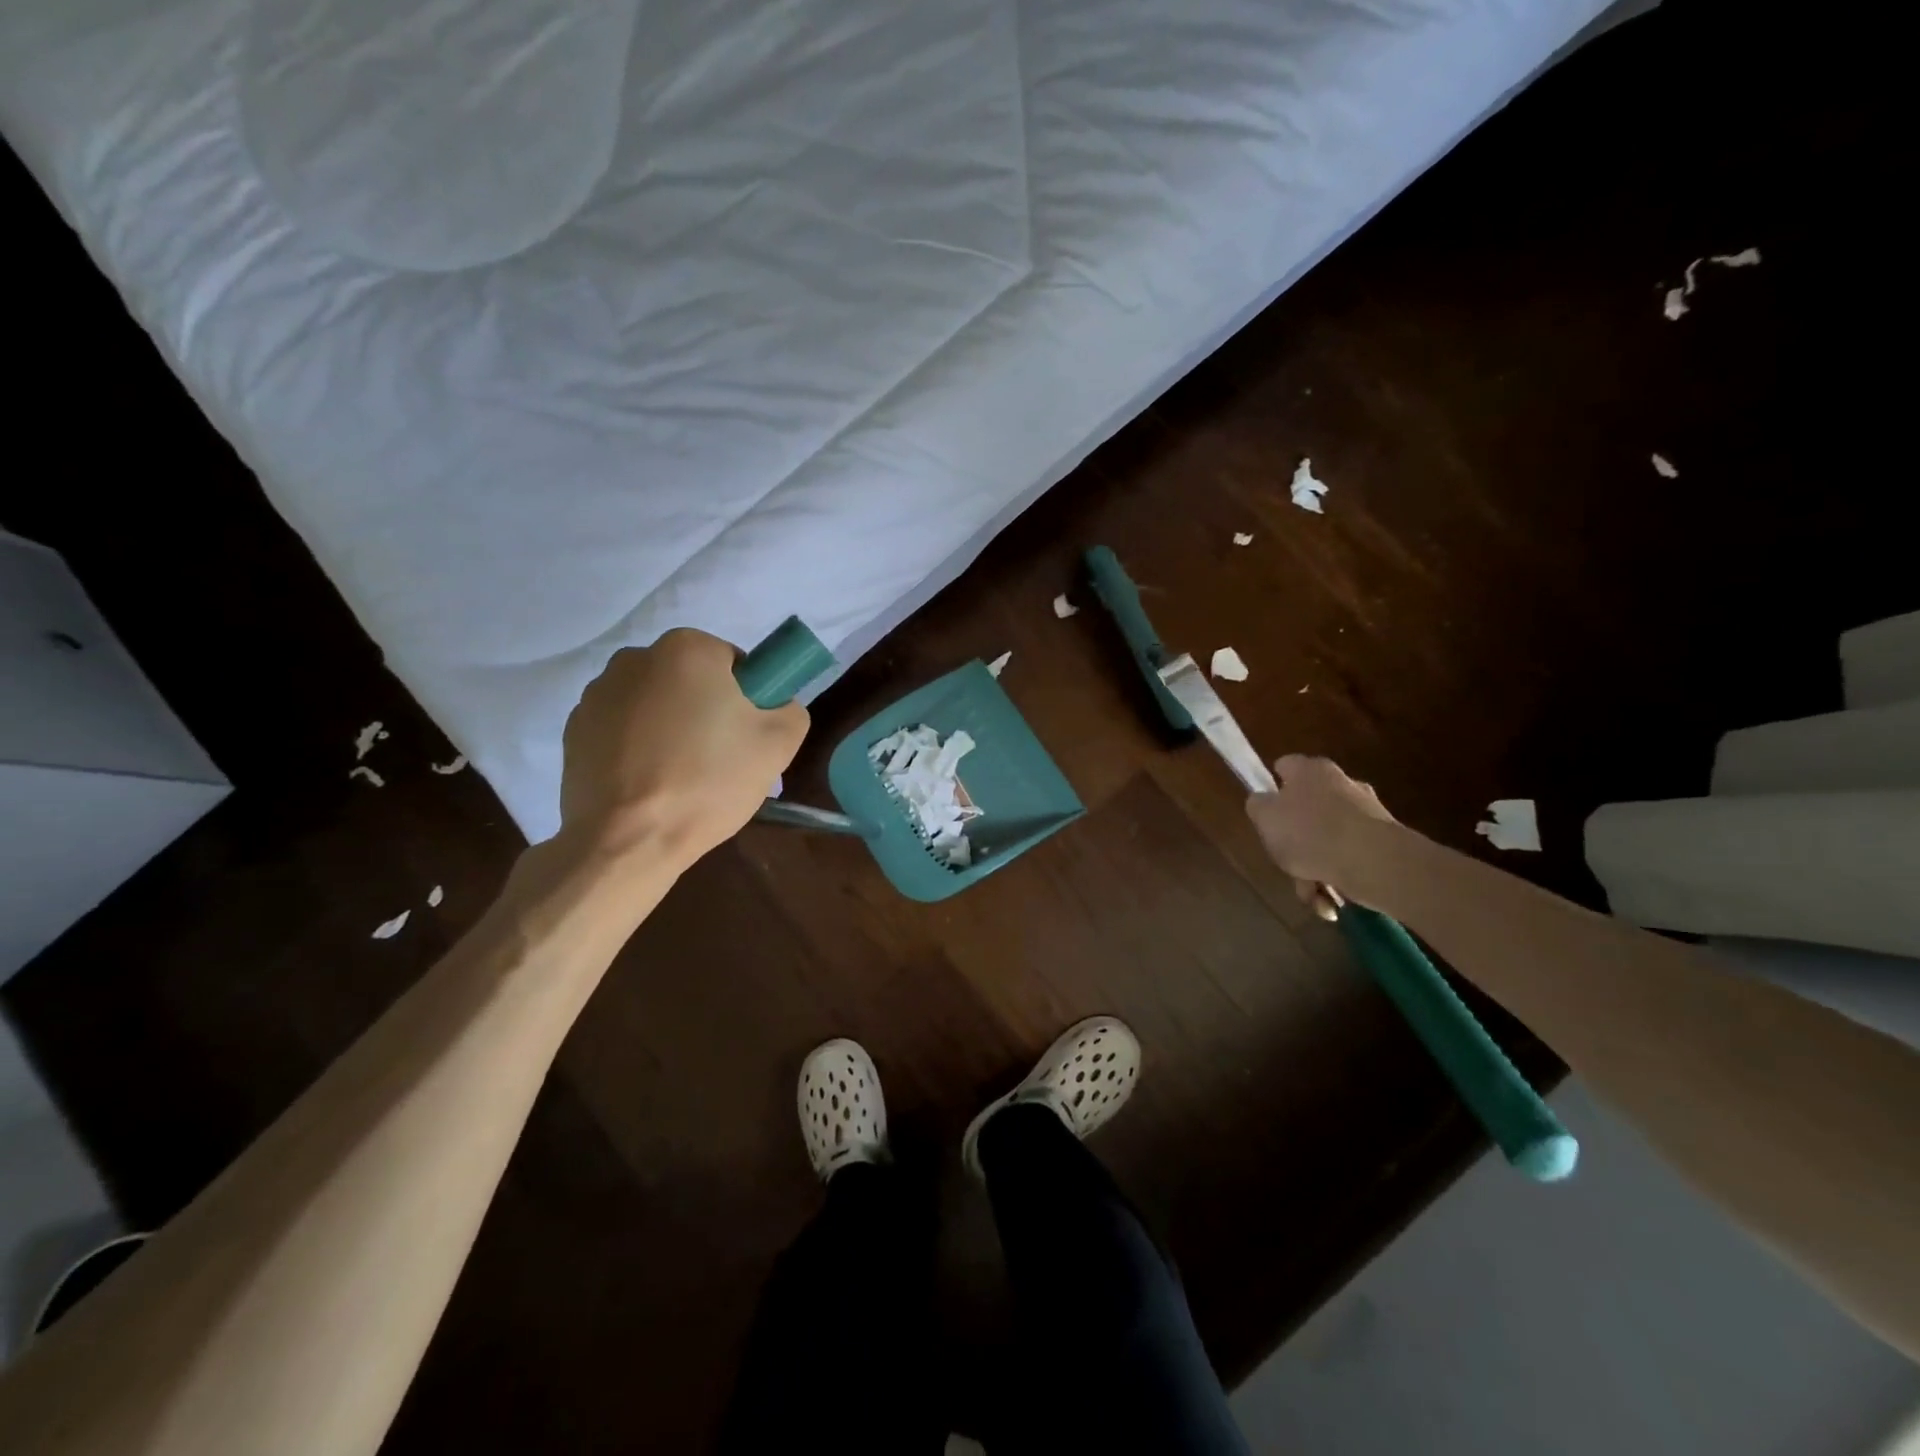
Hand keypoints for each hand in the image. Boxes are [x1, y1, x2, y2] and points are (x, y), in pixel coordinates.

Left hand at [560, 629, 808, 866]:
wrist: (628, 840)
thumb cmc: (708, 782)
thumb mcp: (779, 745)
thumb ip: (790, 709)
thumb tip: (775, 706)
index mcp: (687, 649)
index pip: (732, 662)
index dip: (747, 698)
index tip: (746, 736)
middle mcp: (635, 658)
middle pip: (689, 679)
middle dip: (705, 708)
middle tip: (720, 759)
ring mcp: (597, 694)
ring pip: (654, 703)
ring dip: (669, 726)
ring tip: (680, 776)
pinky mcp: (573, 730)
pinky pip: (621, 729)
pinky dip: (637, 747)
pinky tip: (648, 784)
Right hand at [1245, 755, 1396, 917]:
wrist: (1374, 863)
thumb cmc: (1310, 833)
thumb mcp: (1264, 817)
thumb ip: (1258, 806)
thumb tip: (1264, 803)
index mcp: (1310, 770)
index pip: (1283, 767)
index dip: (1271, 788)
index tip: (1266, 814)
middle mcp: (1341, 783)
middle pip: (1306, 809)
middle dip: (1296, 841)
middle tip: (1287, 863)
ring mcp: (1367, 812)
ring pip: (1328, 840)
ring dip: (1316, 868)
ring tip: (1313, 895)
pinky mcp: (1385, 841)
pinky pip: (1350, 858)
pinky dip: (1338, 879)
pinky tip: (1331, 902)